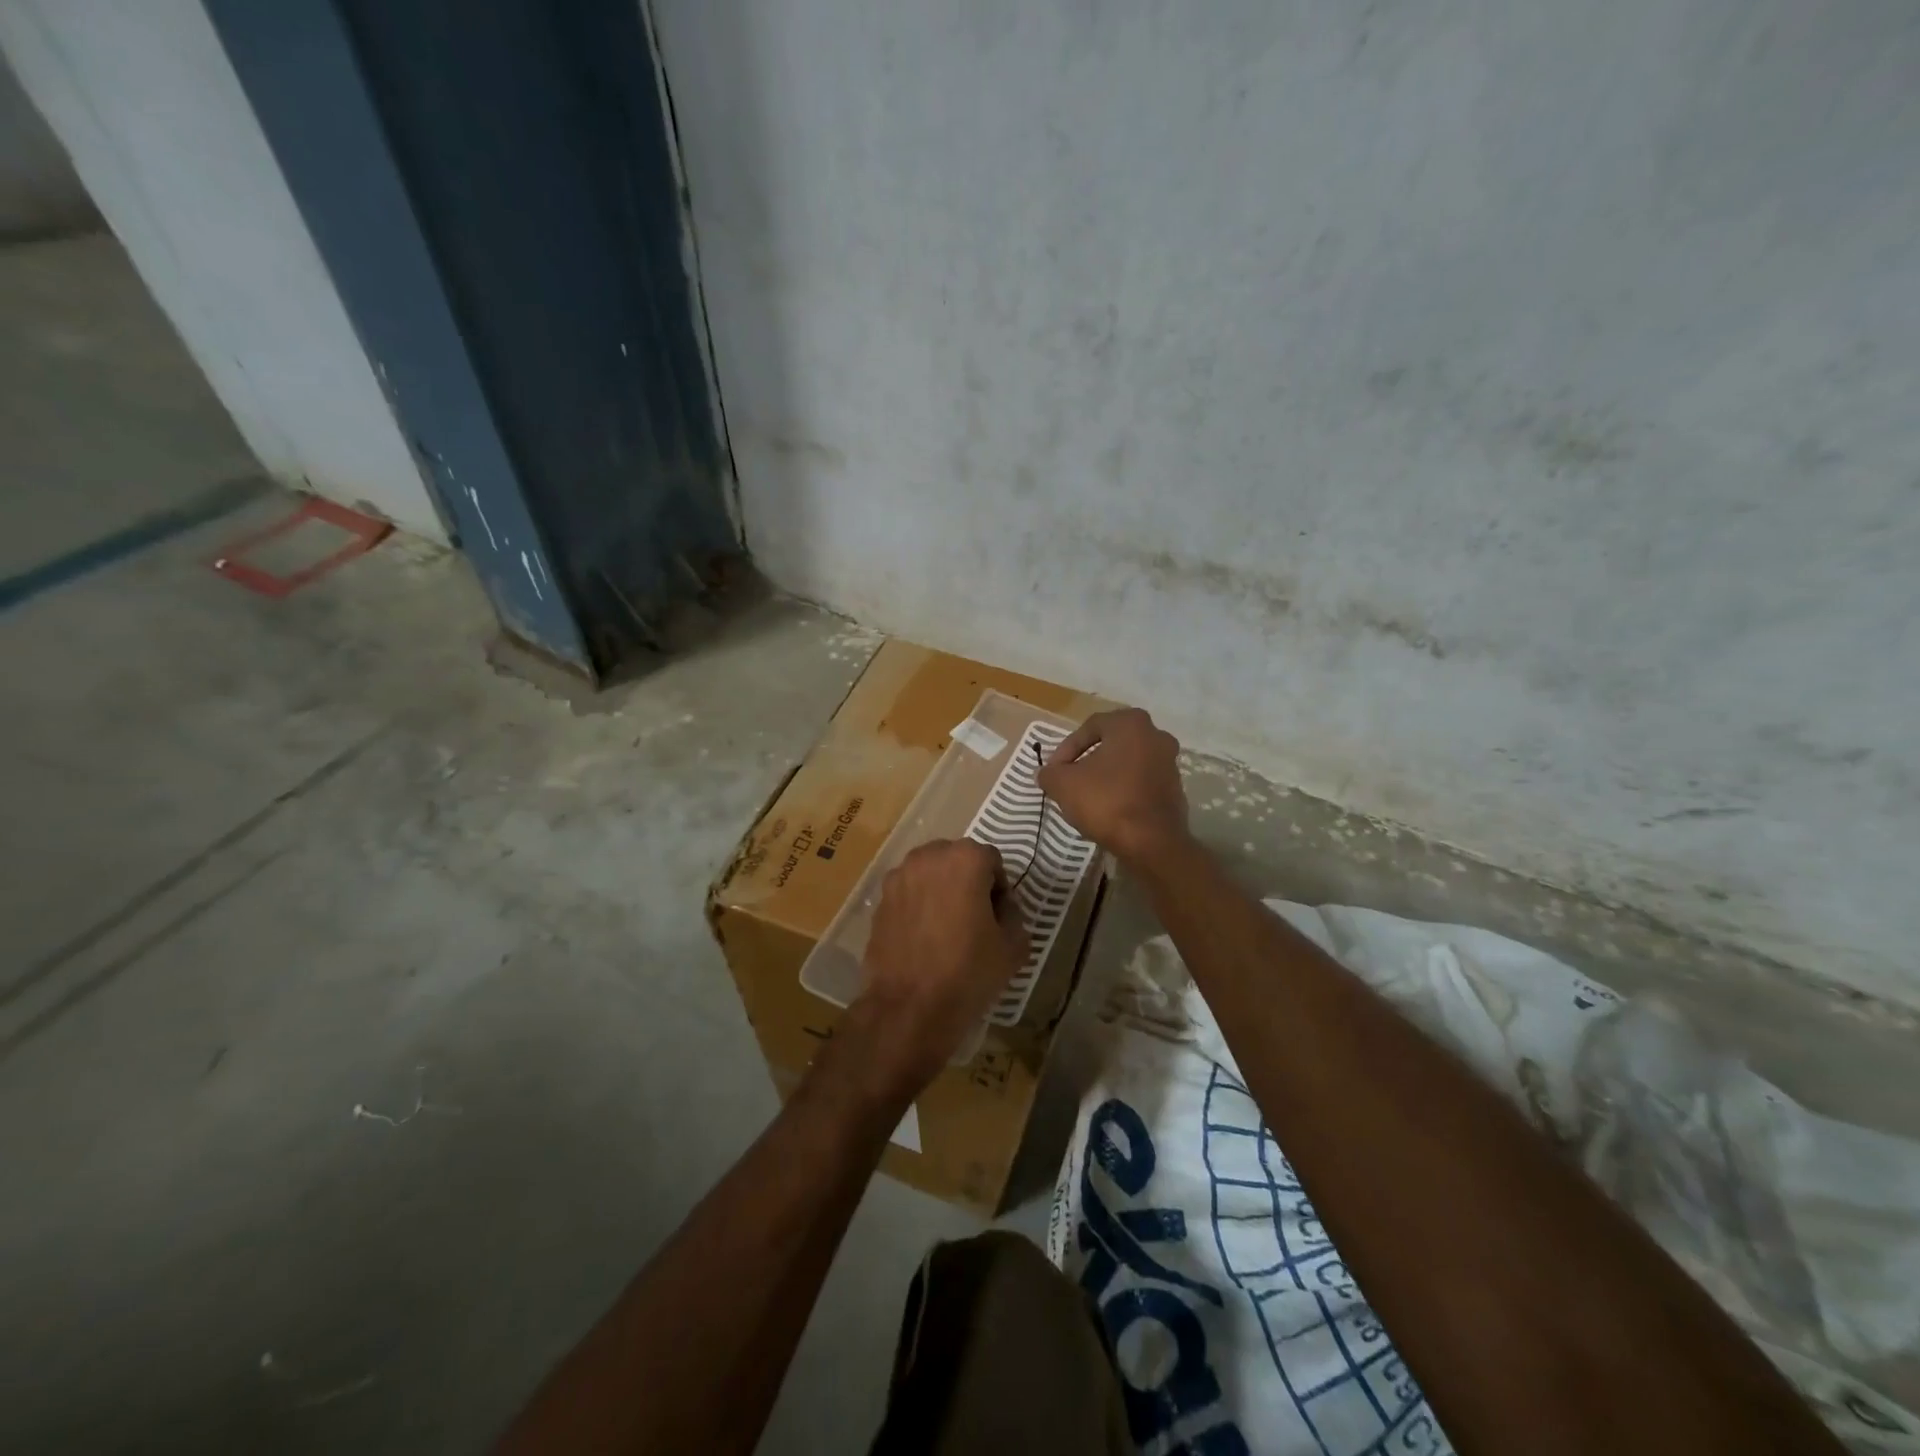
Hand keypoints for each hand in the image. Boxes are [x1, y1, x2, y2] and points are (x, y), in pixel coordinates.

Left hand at [850, 839, 1026, 1101]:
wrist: (909, 1008)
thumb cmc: (968, 972)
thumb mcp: (1014, 947)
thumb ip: (1014, 914)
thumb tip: (1001, 907)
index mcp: (965, 859)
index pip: (992, 861)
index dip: (1000, 889)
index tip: (998, 918)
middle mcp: (929, 857)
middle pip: (958, 860)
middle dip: (969, 882)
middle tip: (975, 920)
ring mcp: (899, 877)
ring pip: (930, 875)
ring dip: (942, 891)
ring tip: (947, 930)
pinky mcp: (880, 900)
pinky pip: (909, 893)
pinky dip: (919, 906)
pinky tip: (923, 939)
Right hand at [1037, 708, 1190, 865]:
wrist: (1151, 843)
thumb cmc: (1106, 801)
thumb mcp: (1063, 784)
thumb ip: (1049, 773)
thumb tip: (1045, 773)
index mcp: (1131, 723)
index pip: (1089, 727)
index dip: (1066, 749)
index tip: (1054, 771)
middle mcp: (1156, 735)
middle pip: (1110, 744)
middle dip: (1086, 761)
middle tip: (1068, 780)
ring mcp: (1170, 763)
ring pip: (1126, 763)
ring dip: (1105, 776)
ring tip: (1086, 797)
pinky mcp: (1175, 789)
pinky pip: (1140, 782)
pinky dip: (1123, 790)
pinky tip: (1108, 809)